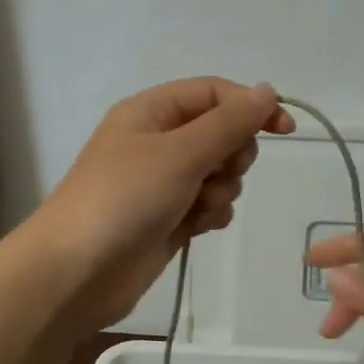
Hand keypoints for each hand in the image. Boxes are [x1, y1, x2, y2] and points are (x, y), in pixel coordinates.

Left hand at [30, 77, 294, 332]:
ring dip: (220, 191)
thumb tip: (266, 90)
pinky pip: (208, 204)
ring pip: (219, 173)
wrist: (78, 273)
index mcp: (151, 112)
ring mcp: (163, 183)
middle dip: (230, 157)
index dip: (251, 106)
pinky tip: (193, 229)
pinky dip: (209, 215)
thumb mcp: (180, 153)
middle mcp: (157, 141)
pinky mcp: (169, 218)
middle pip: (221, 134)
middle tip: (214, 175)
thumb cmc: (125, 199)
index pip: (214, 93)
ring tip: (196, 208)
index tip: (286, 130)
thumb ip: (228, 122)